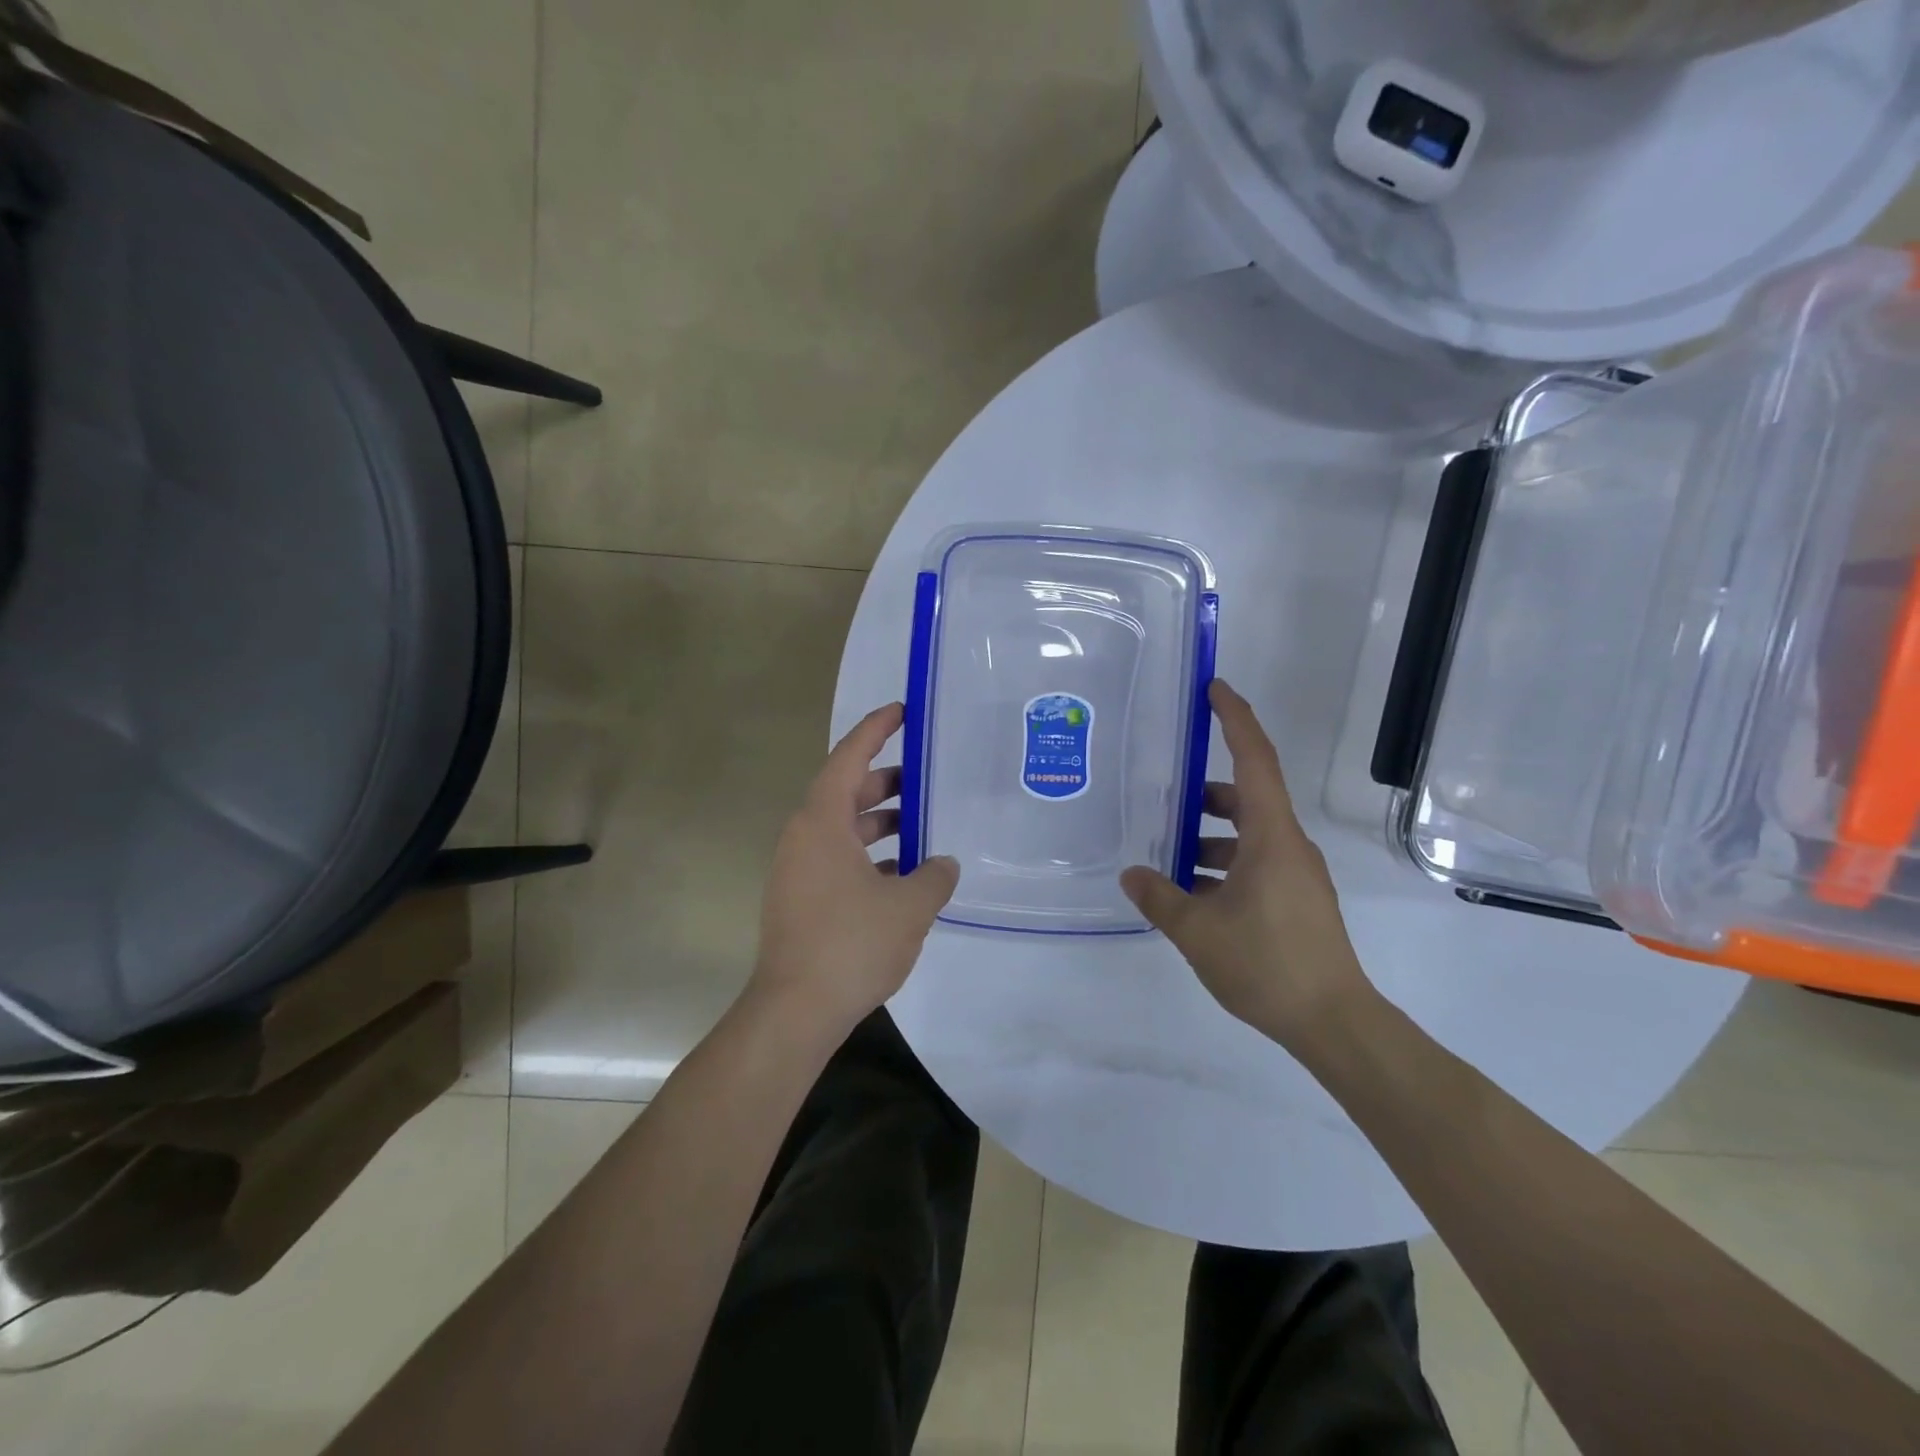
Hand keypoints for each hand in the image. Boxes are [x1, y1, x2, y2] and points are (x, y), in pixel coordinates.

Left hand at [750, 703, 958, 1035]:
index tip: (901, 712)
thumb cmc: (850, 944)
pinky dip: (869, 856)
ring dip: (880, 823)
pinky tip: (903, 875)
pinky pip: (838, 859)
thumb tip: (943, 864)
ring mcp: (797, 870)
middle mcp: (803, 837)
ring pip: (842, 829)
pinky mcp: (800, 899)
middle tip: (925, 778)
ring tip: (923, 828)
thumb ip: (935, 876)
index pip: (849, 758)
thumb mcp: (909, 906)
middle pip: (845, 791)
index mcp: (822, 822)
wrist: (794, 1011)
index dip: (875, 730)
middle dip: (886, 781)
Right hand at [1121, 680, 1371, 1047]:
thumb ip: (1159, 897)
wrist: (1334, 1023)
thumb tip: (1131, 874)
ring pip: (1247, 835)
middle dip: (1204, 794)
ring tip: (1165, 858)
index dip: (1235, 719)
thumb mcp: (1198, 931)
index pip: (1254, 760)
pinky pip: (1254, 864)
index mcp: (1271, 837)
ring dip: (1208, 838)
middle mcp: (1289, 846)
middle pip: (1246, 798)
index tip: (1214, 689)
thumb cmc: (1267, 964)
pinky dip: (1222, 866)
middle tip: (1162, 796)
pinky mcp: (1296, 900)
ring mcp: (1296, 874)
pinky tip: (1191, 894)